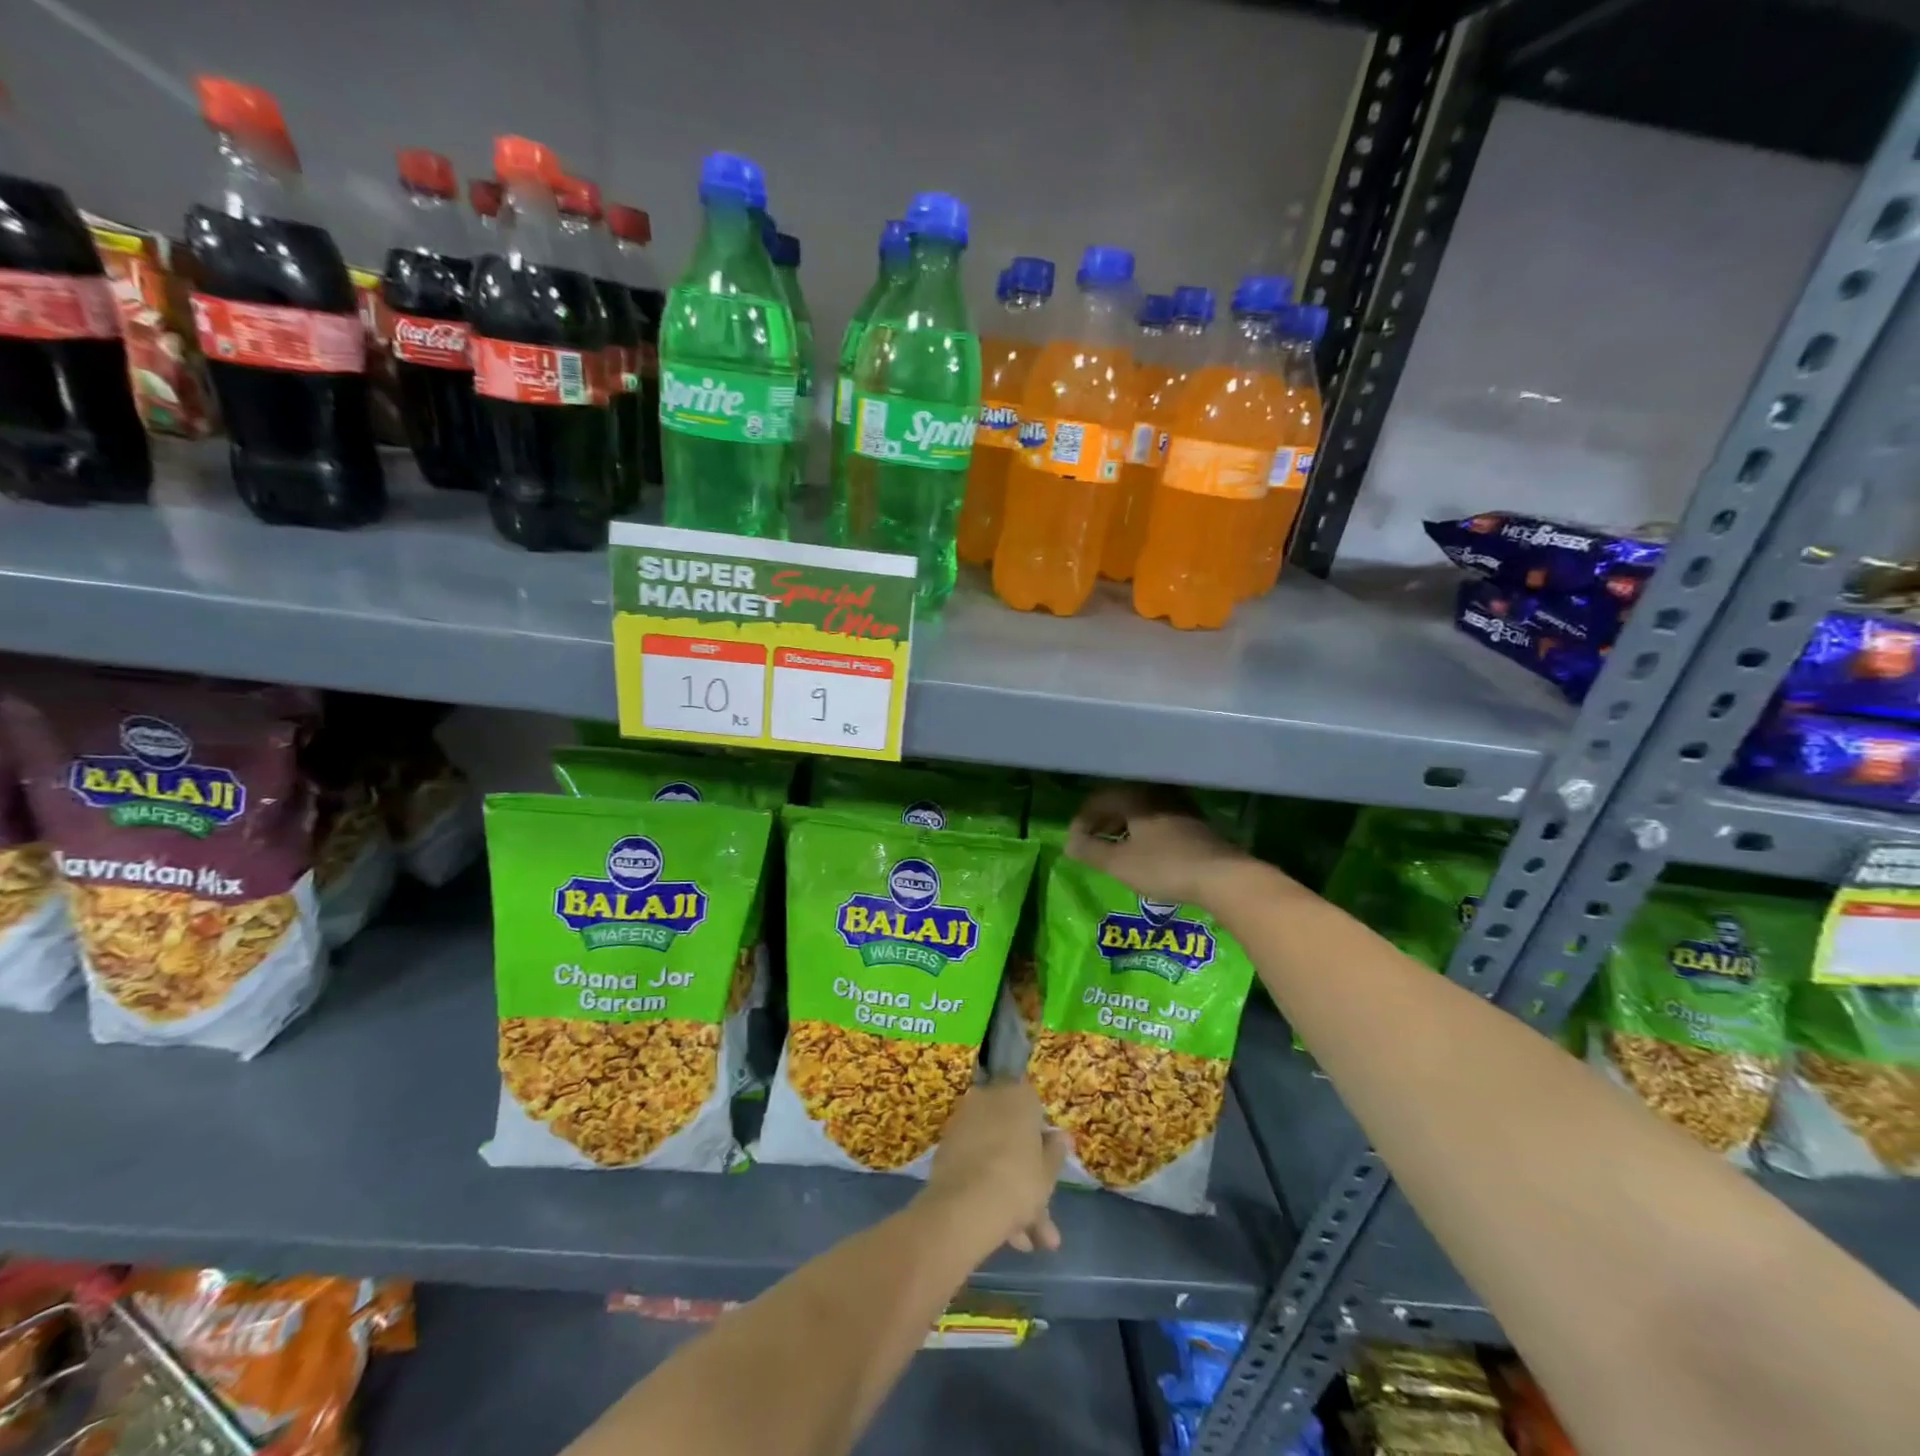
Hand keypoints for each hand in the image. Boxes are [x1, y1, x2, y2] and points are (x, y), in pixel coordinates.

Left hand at [922, 1080, 1068, 1255]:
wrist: (966, 1205)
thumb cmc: (1019, 1181)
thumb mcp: (1049, 1172)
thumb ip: (1056, 1152)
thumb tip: (1061, 1137)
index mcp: (1018, 1096)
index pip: (1035, 1110)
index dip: (1041, 1142)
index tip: (1046, 1170)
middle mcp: (988, 1098)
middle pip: (1012, 1138)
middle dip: (1027, 1179)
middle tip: (1041, 1222)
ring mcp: (964, 1122)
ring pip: (994, 1156)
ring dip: (1010, 1195)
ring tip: (1024, 1243)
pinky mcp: (946, 1147)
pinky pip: (974, 1164)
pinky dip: (986, 1190)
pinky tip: (1003, 1234)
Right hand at [1067, 784, 1251, 908]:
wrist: (1222, 876)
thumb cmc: (1164, 866)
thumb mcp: (1119, 863)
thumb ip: (1090, 851)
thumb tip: (1068, 844)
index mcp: (1134, 796)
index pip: (1097, 801)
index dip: (1081, 822)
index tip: (1074, 844)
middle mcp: (1155, 793)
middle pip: (1119, 802)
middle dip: (1101, 822)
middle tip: (1090, 845)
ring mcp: (1178, 805)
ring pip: (1139, 810)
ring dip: (1121, 827)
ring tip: (1113, 850)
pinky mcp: (1193, 822)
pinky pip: (1156, 818)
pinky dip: (1141, 831)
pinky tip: (1141, 852)